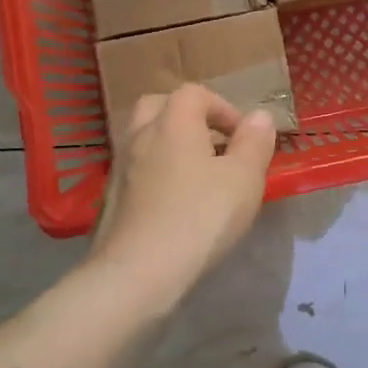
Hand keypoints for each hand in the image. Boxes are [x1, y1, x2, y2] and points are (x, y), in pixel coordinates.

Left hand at [92, 84, 276, 308]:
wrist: (135, 274)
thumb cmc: (198, 218)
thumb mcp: (243, 179)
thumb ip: (254, 143)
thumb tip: (259, 117)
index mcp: (173, 121)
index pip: (195, 93)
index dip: (223, 108)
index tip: (242, 137)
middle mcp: (140, 134)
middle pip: (160, 106)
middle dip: (188, 118)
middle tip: (212, 145)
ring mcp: (119, 166)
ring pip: (144, 138)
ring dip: (169, 146)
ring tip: (195, 176)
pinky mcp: (109, 198)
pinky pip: (135, 170)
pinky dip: (154, 174)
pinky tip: (171, 204)